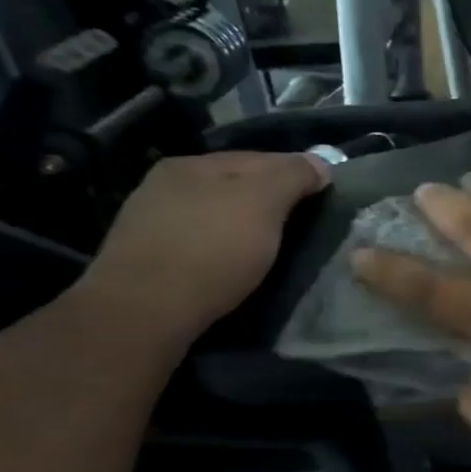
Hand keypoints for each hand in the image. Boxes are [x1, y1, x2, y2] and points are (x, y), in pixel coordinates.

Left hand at [75, 152, 328, 346]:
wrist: (143, 313)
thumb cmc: (211, 250)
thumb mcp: (263, 203)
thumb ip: (292, 176)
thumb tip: (320, 164)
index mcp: (192, 164)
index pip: (261, 158)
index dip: (298, 173)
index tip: (328, 196)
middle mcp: (167, 186)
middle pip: (236, 186)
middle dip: (271, 201)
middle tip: (305, 224)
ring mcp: (153, 223)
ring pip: (218, 215)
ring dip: (247, 227)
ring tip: (274, 249)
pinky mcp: (148, 261)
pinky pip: (201, 243)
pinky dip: (224, 250)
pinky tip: (236, 266)